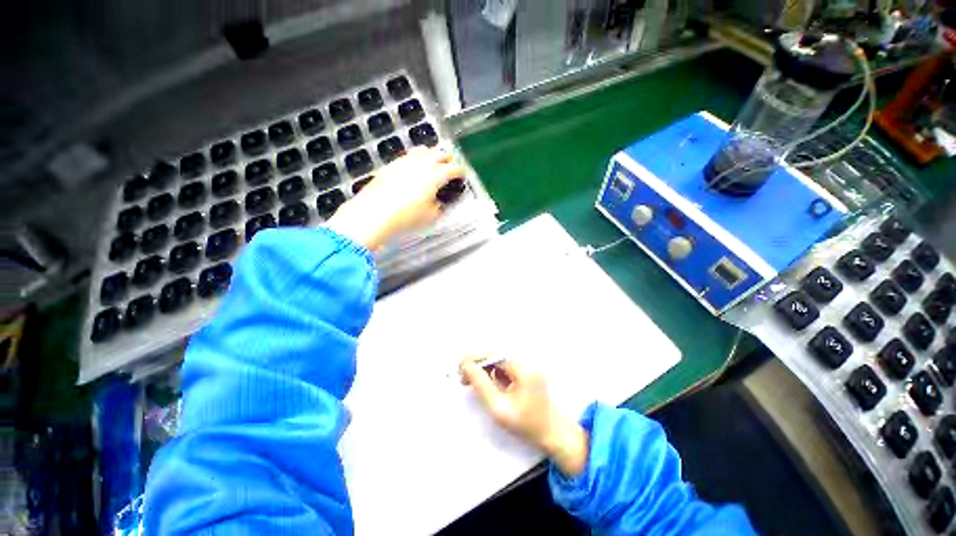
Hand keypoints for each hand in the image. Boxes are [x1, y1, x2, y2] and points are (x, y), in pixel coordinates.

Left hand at [325, 148, 465, 250]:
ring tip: (433, 157)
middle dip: (447, 158)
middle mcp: (421, 164)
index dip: (460, 171)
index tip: (463, 174)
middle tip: (450, 163)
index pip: (452, 169)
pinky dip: (415, 158)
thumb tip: (438, 203)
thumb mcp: (430, 216)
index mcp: (435, 175)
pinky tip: (413, 164)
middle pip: (438, 154)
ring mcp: (404, 162)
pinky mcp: (390, 166)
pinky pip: (407, 157)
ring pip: (421, 151)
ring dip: (430, 153)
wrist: (375, 213)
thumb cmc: (407, 216)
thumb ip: (438, 207)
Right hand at [460, 357, 588, 477]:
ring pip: (498, 362)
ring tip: (469, 382)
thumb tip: (466, 366)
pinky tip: (484, 385)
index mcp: (522, 367)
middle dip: (477, 364)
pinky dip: (492, 374)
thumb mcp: (499, 408)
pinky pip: (504, 368)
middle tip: (462, 377)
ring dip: (483, 369)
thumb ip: (481, 385)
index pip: (493, 354)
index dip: (475, 358)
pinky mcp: (525, 372)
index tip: (460, 368)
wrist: (554, 434)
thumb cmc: (527, 424)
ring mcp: (526, 366)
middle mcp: (525, 361)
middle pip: (495, 356)